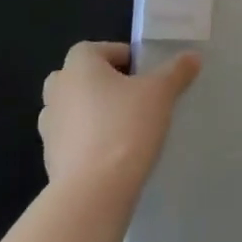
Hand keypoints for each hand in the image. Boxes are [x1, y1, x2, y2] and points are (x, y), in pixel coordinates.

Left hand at [39, 42, 200, 192]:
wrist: (93, 193)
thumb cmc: (125, 127)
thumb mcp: (161, 93)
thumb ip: (176, 71)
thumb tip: (193, 56)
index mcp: (78, 66)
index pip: (95, 49)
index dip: (120, 56)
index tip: (143, 72)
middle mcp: (57, 92)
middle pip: (77, 77)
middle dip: (100, 83)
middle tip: (130, 96)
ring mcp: (49, 128)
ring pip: (70, 110)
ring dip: (91, 113)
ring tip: (123, 127)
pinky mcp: (50, 160)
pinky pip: (70, 141)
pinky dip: (86, 143)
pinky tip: (112, 156)